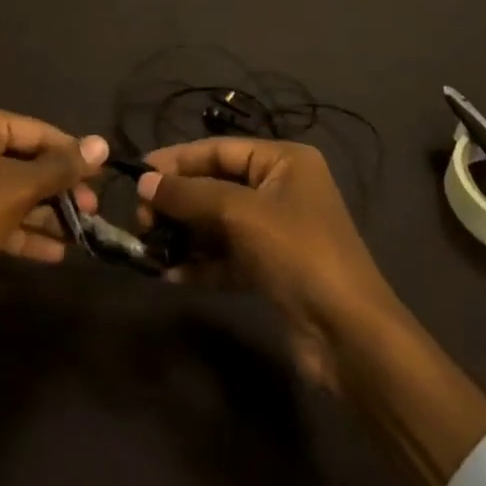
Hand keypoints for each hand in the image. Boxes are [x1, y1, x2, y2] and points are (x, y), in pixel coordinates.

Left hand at [0, 99, 106, 378]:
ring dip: (46, 213)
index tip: (103, 176)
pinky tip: (56, 252)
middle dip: (60, 188)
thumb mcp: (18, 188)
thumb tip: (103, 143)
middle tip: (93, 210)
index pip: (37, 131)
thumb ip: (61, 166)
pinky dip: (25, 231)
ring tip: (83, 233)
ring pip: (15, 191)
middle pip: (27, 161)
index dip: (72, 154)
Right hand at [139, 137, 485, 485]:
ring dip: (185, 233)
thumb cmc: (298, 254)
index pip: (219, 150)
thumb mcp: (241, 214)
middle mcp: (280, 189)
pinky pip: (226, 256)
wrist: (348, 336)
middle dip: (178, 200)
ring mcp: (276, 231)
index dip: (178, 160)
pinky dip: (200, 263)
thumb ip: (190, 195)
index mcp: (284, 161)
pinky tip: (169, 274)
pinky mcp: (271, 269)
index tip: (137, 173)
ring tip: (147, 244)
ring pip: (218, 223)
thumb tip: (144, 181)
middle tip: (140, 217)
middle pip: (216, 185)